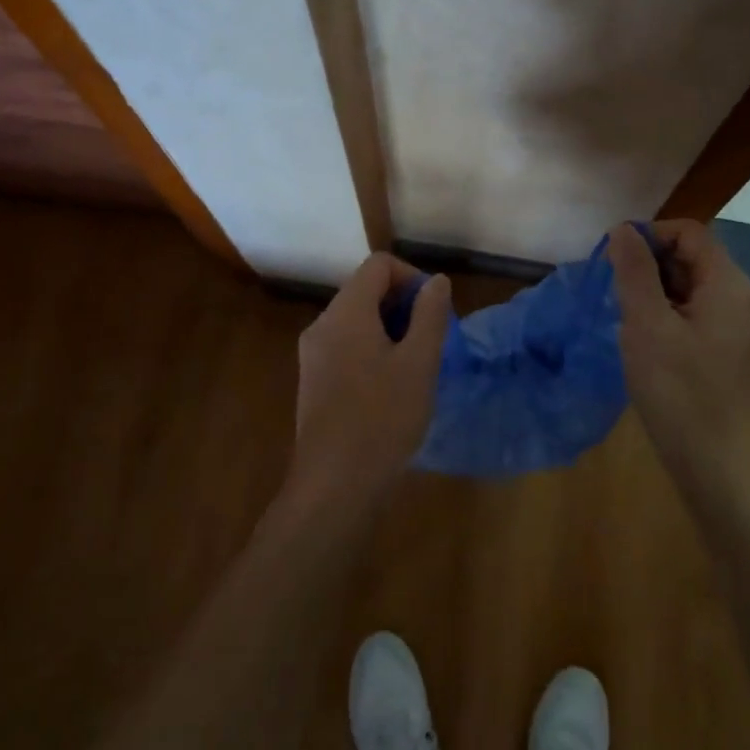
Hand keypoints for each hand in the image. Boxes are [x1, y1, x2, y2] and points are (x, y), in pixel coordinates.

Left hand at [289, 253, 451, 513]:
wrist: (334, 485)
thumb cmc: (382, 418)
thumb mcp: (419, 363)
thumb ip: (430, 315)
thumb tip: (436, 281)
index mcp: (346, 312)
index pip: (379, 265)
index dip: (412, 277)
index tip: (434, 311)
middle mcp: (322, 324)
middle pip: (365, 290)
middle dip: (403, 305)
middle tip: (432, 341)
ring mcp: (313, 354)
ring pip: (357, 320)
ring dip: (391, 330)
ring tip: (417, 365)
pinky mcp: (313, 381)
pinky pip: (346, 346)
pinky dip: (373, 350)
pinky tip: (392, 386)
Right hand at [608, 221, 749, 488]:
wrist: (717, 465)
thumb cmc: (678, 391)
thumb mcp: (646, 324)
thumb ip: (635, 271)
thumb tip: (623, 230)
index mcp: (728, 285)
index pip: (689, 232)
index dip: (650, 236)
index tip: (615, 261)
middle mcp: (740, 299)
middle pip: (692, 257)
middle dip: (650, 265)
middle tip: (616, 294)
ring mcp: (737, 328)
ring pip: (690, 287)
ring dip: (655, 291)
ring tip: (627, 319)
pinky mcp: (728, 353)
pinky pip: (695, 314)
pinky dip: (667, 315)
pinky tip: (646, 342)